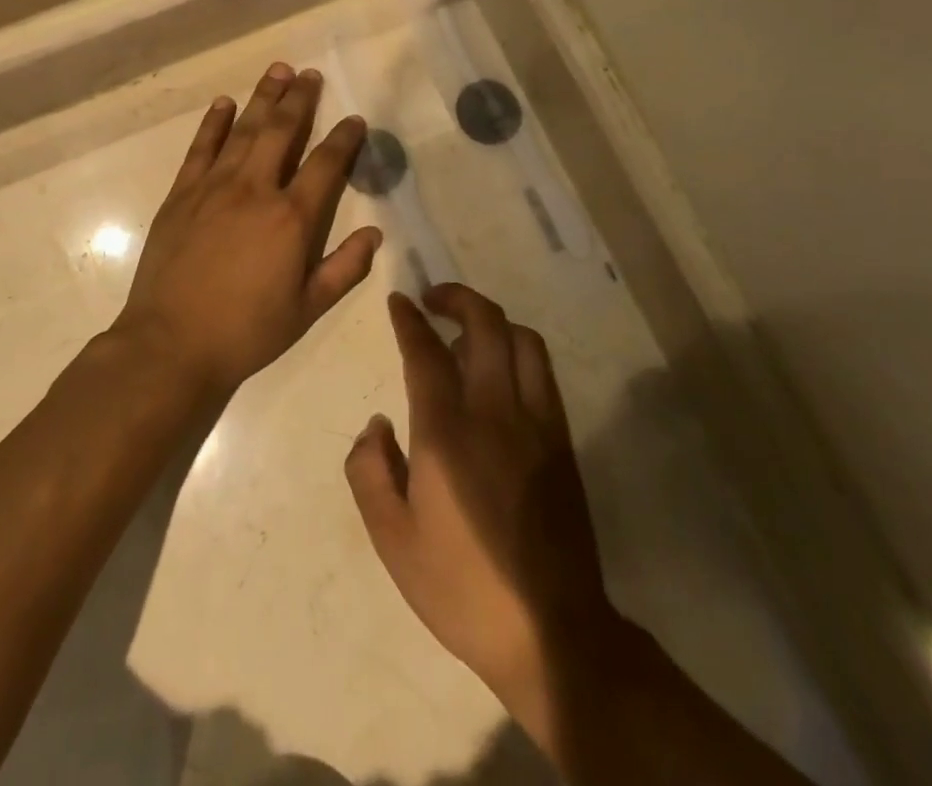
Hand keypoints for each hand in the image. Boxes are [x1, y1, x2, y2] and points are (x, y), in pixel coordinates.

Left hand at [114, 62, 381, 398]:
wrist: (172, 343)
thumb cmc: (246, 331)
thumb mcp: (307, 309)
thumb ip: (344, 269)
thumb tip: (375, 234)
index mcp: (291, 218)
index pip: (326, 164)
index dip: (344, 138)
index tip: (355, 119)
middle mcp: (255, 189)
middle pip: (282, 131)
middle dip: (300, 99)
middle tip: (310, 74)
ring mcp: (214, 187)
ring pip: (244, 130)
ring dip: (263, 98)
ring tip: (277, 71)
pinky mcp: (182, 194)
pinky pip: (201, 148)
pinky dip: (214, 123)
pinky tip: (224, 103)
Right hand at [346, 286, 614, 711]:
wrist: (552, 632)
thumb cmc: (462, 587)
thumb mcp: (393, 540)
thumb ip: (369, 472)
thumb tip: (376, 425)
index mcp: (446, 433)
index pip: (426, 352)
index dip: (409, 320)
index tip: (399, 301)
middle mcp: (495, 412)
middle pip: (485, 325)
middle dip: (457, 298)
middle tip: (433, 300)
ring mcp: (536, 423)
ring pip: (522, 340)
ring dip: (492, 321)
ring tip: (467, 335)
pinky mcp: (562, 440)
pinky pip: (542, 372)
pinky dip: (518, 351)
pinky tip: (500, 373)